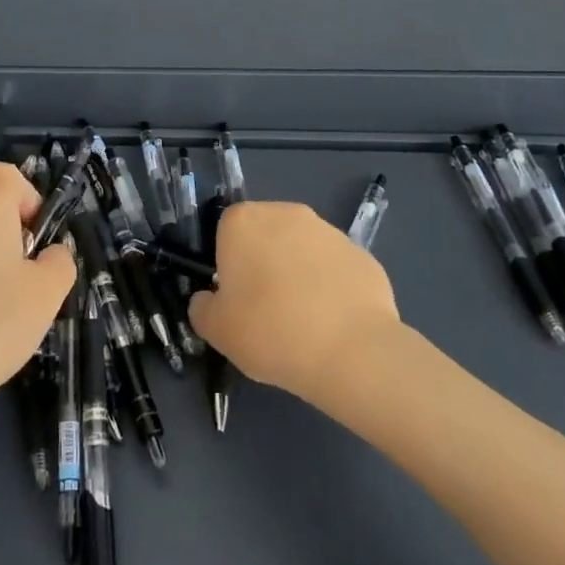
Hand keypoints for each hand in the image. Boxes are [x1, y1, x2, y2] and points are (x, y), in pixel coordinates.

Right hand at [190, 201, 399, 412]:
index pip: (226, 233)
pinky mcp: (362, 254)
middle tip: (266, 310)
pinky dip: (332, 289)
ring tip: (304, 323)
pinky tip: (334, 324)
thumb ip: (202, 308)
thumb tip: (208, 300)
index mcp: (243, 221)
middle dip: (265, 264)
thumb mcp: (216, 330)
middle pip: (266, 236)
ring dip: (300, 274)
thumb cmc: (270, 331)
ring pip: (302, 251)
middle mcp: (286, 213)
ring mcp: (329, 231)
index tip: (237, 299)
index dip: (229, 266)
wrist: (351, 351)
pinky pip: (335, 270)